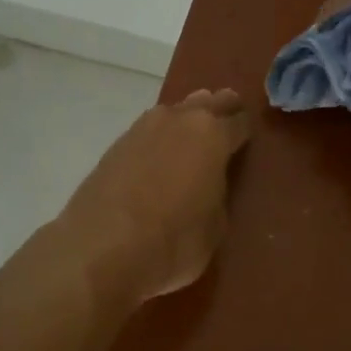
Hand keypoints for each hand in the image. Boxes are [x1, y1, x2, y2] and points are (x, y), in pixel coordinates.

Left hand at [59, 89, 252, 303]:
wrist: (101, 248)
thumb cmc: (174, 241)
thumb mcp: (216, 227)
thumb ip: (218, 195)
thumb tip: (209, 186)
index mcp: (213, 135)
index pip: (239, 122)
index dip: (245, 132)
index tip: (248, 141)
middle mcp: (180, 119)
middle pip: (208, 103)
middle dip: (219, 111)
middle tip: (226, 127)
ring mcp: (144, 127)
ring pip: (175, 112)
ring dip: (187, 120)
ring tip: (191, 141)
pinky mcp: (116, 144)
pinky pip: (149, 131)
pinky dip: (159, 138)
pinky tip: (159, 155)